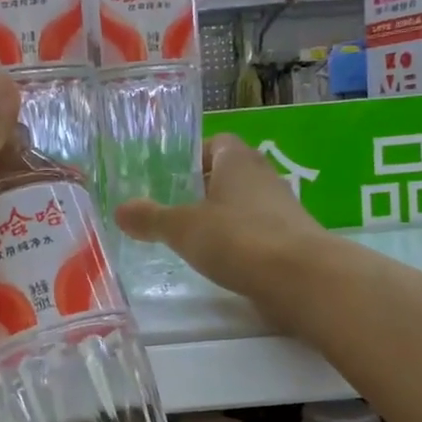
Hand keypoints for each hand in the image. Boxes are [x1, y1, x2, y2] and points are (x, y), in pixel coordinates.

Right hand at [113, 134, 324, 321]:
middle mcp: (264, 177)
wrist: (301, 279)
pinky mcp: (292, 241)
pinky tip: (221, 262)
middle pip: (230, 174)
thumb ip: (150, 218)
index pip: (218, 142)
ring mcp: (282, 210)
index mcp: (238, 160)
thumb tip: (120, 210)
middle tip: (173, 208)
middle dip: (204, 189)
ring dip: (222, 217)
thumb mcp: (182, 228)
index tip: (172, 177)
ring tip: (192, 239)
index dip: (194, 156)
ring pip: (244, 205)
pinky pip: (258, 233)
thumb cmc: (238, 239)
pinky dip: (240, 243)